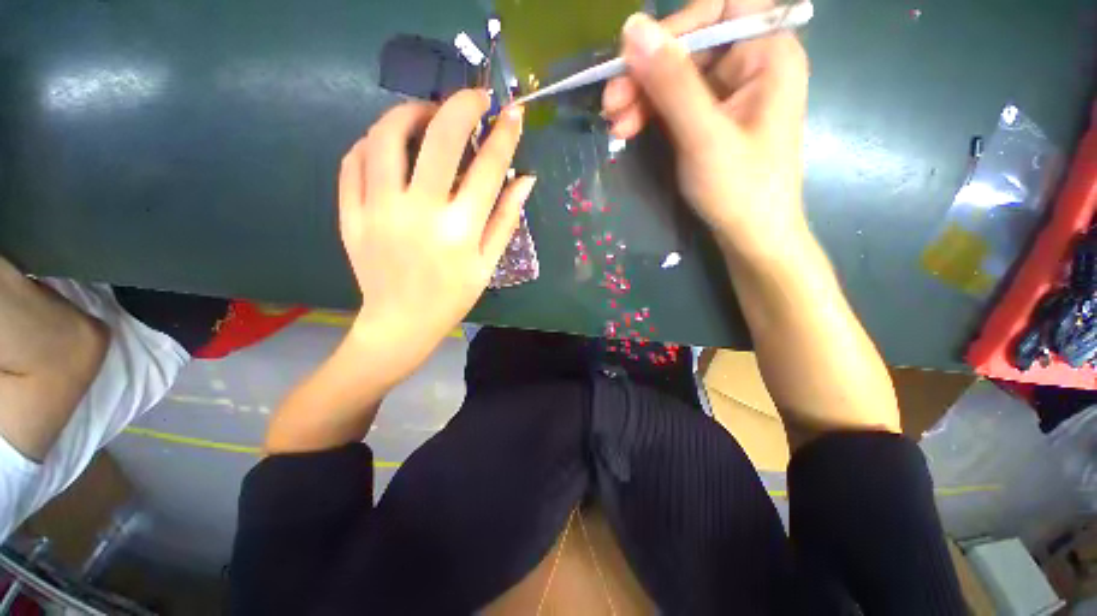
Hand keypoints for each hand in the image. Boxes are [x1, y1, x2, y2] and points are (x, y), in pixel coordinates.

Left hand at [339, 90, 534, 379]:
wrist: (400, 323)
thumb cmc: (452, 297)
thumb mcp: (487, 264)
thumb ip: (506, 219)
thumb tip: (525, 178)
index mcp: (460, 230)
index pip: (487, 168)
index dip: (503, 135)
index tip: (511, 113)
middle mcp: (419, 212)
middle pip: (438, 138)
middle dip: (460, 106)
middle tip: (473, 99)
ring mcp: (378, 210)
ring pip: (385, 137)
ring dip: (409, 113)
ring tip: (426, 115)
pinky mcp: (350, 214)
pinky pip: (354, 161)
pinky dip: (372, 142)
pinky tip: (389, 144)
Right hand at [602, 2, 808, 256]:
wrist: (751, 236)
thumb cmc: (739, 189)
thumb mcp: (703, 135)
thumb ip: (671, 82)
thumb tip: (631, 28)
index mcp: (768, 53)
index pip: (719, 8)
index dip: (674, 27)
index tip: (634, 59)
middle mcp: (750, 63)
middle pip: (690, 45)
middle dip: (646, 72)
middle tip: (609, 104)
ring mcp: (729, 93)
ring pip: (676, 76)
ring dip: (640, 96)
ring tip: (613, 125)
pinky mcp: (711, 118)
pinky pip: (675, 102)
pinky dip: (649, 114)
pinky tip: (627, 130)